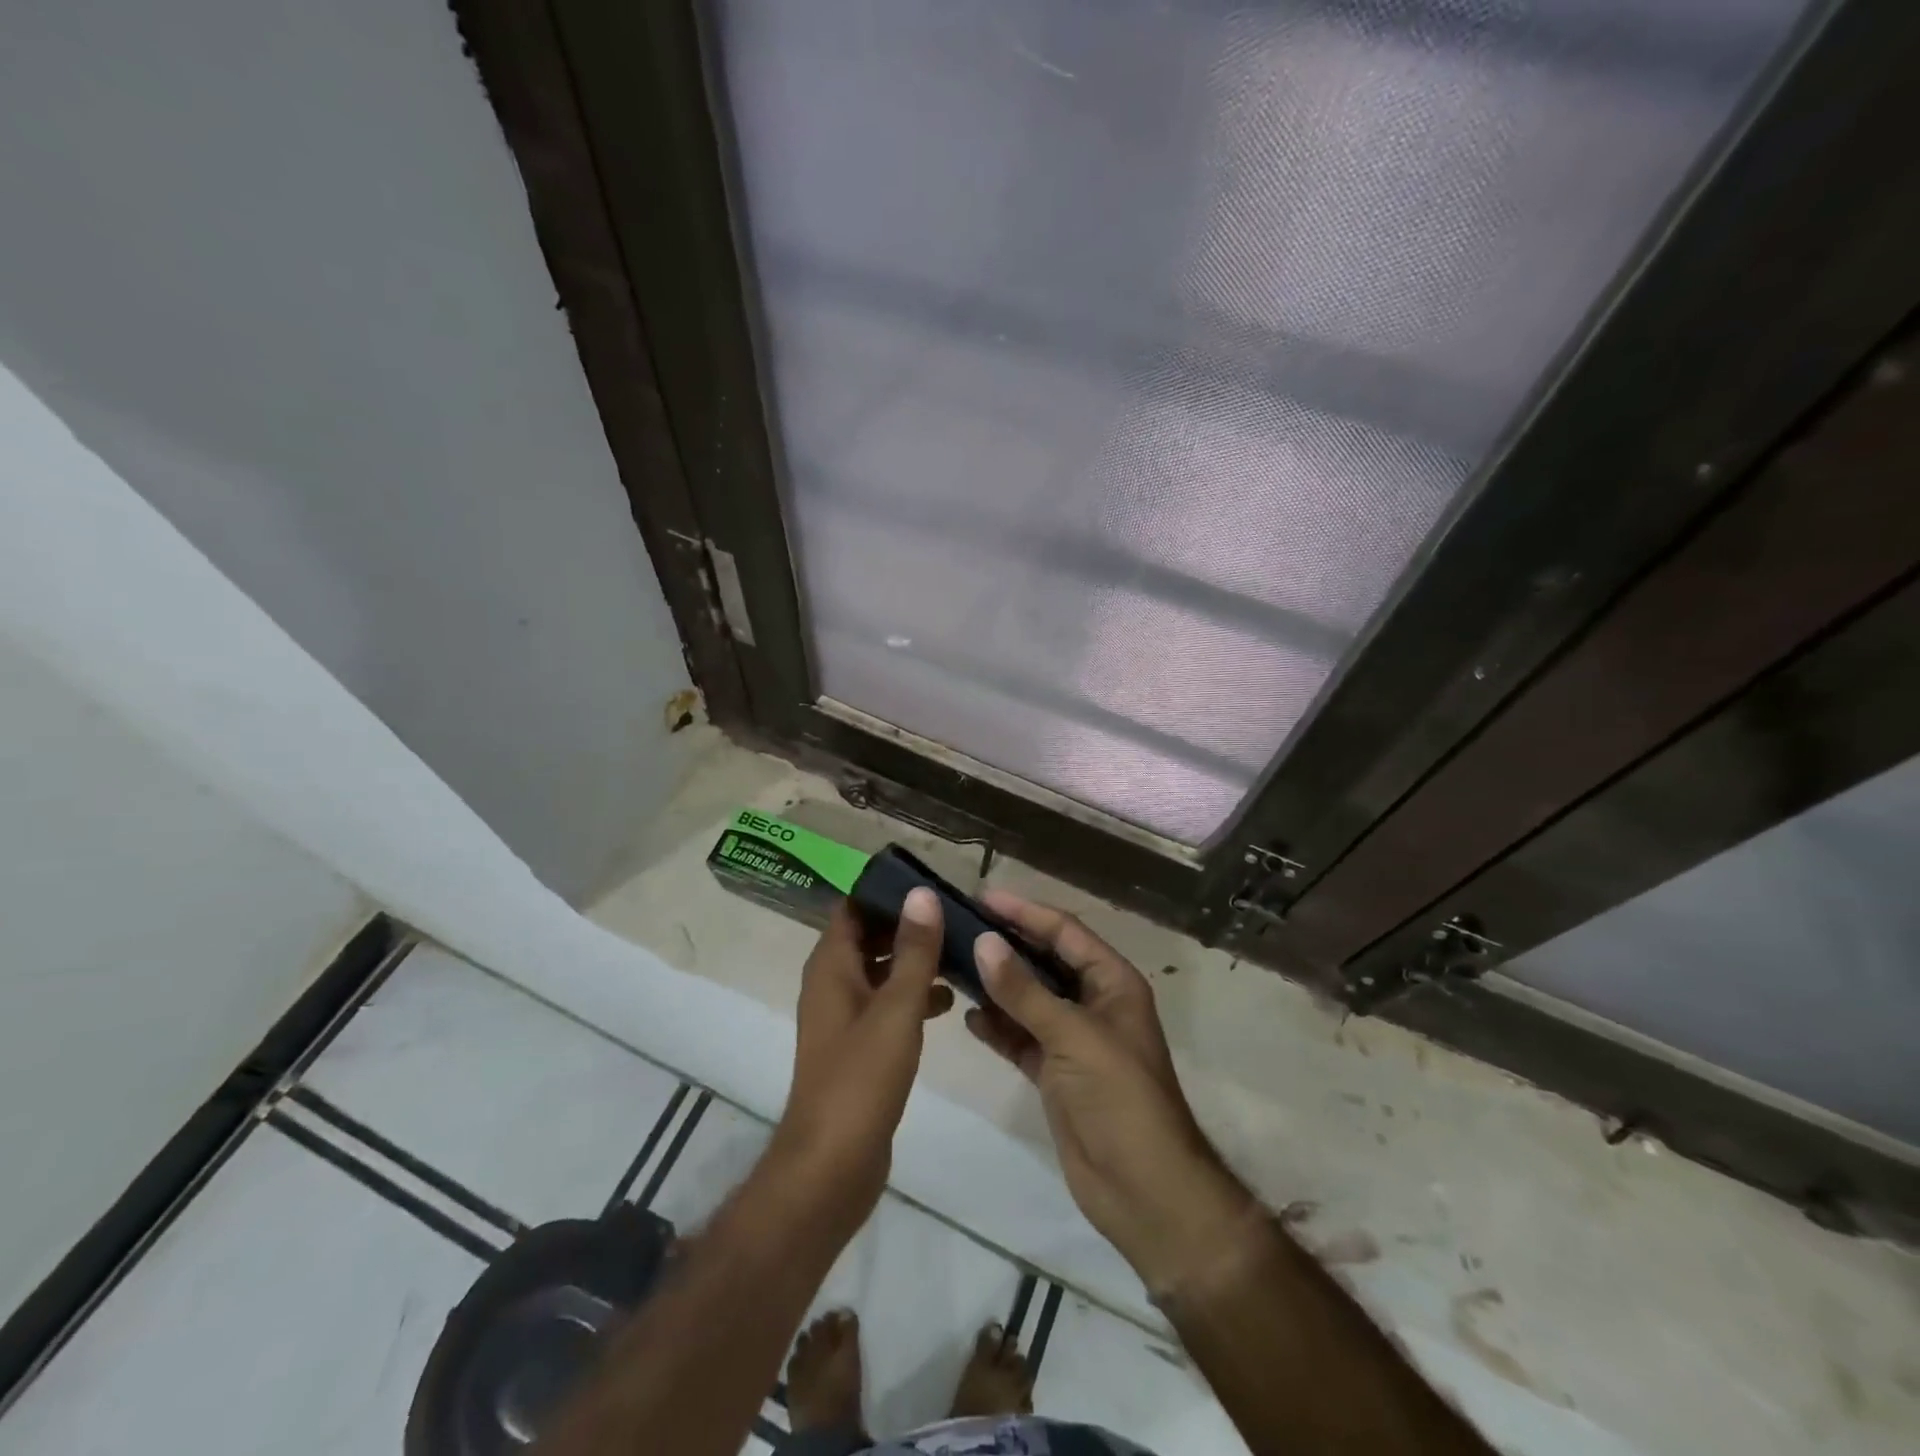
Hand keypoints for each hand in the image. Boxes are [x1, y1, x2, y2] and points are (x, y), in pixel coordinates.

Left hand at [769, 890, 952, 1238]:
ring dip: (914, 961)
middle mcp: (832, 985)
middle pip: (868, 937)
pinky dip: (913, 996)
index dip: (886, 892)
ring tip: (962, 951)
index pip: (853, 908)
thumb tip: (921, 894)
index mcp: (831, 967)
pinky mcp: (859, 1048)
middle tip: (956, 914)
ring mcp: (844, 1018)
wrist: (832, 1166)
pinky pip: (886, 1005)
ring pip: (880, 972)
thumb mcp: (896, 1008)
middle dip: (908, 925)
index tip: (929, 883)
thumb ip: (913, 951)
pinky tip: (951, 1001)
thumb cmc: (861, 1078)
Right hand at [966, 892, 1254, 1292]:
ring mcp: (1073, 1040)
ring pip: (1028, 999)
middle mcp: (1093, 1003)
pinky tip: (968, 1016)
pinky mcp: (1055, 1073)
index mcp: (1112, 983)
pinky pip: (1020, 1037)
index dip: (1026, 912)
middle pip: (1044, 961)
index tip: (982, 897)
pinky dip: (997, 1027)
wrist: (1145, 1191)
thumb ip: (1025, 992)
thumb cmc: (1120, 1098)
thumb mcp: (1073, 1036)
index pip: (1065, 932)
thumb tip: (983, 943)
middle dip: (1006, 944)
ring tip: (952, 963)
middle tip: (959, 926)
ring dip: (996, 984)